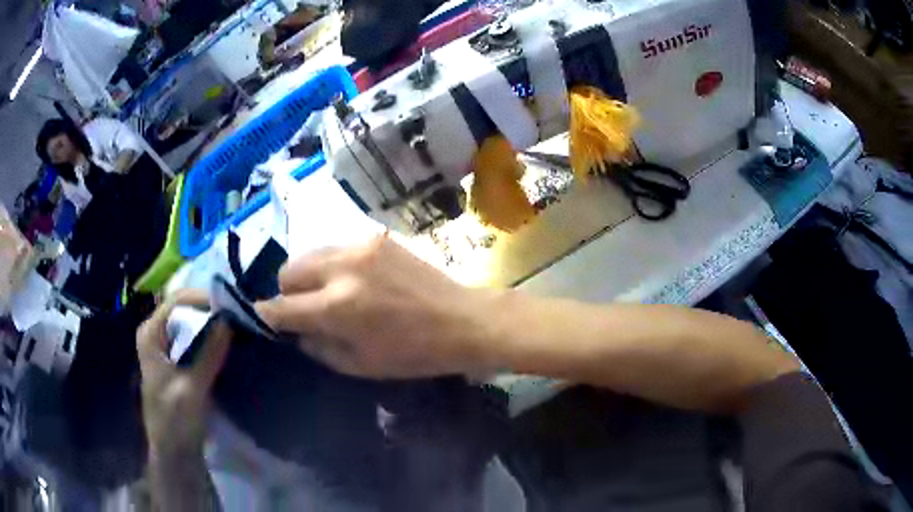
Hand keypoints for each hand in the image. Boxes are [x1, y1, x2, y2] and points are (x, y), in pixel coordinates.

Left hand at [136, 290, 230, 460]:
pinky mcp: (178, 361)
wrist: (174, 453)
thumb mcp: (191, 389)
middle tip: (241, 316)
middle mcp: (157, 333)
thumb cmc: (175, 422)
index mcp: (151, 334)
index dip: (205, 299)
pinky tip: (230, 344)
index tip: (234, 306)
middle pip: (185, 307)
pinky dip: (213, 338)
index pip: (178, 300)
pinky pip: (196, 339)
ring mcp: (166, 347)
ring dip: (214, 323)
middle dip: (212, 309)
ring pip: (192, 323)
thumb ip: (208, 354)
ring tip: (240, 327)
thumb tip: (230, 319)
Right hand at [256, 236, 500, 378]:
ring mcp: (359, 247)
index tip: (264, 318)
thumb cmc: (413, 353)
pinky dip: (332, 265)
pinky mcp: (375, 237)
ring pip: (309, 254)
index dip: (267, 314)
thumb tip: (294, 330)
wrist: (461, 319)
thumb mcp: (359, 364)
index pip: (281, 306)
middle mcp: (341, 268)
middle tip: (303, 309)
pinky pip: (335, 248)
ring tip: (326, 294)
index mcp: (337, 307)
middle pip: (288, 270)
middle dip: (287, 292)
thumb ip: (318, 346)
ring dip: (307, 275)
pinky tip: (352, 281)